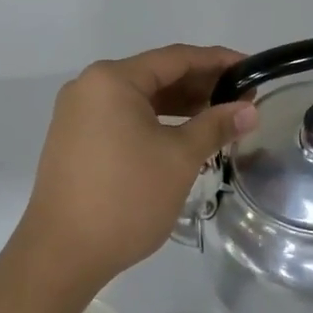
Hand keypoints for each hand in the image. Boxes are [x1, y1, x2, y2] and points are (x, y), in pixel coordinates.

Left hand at [13, 45, 257, 295]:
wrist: (62, 254)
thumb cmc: (126, 198)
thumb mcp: (179, 158)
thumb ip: (216, 126)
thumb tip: (249, 110)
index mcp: (112, 80)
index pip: (175, 58)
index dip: (217, 61)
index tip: (251, 69)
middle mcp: (89, 87)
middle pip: (156, 75)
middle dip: (200, 85)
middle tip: (242, 98)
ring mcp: (77, 114)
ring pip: (140, 99)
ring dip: (179, 106)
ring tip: (219, 118)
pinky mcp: (75, 140)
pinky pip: (123, 118)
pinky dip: (156, 122)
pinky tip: (183, 136)